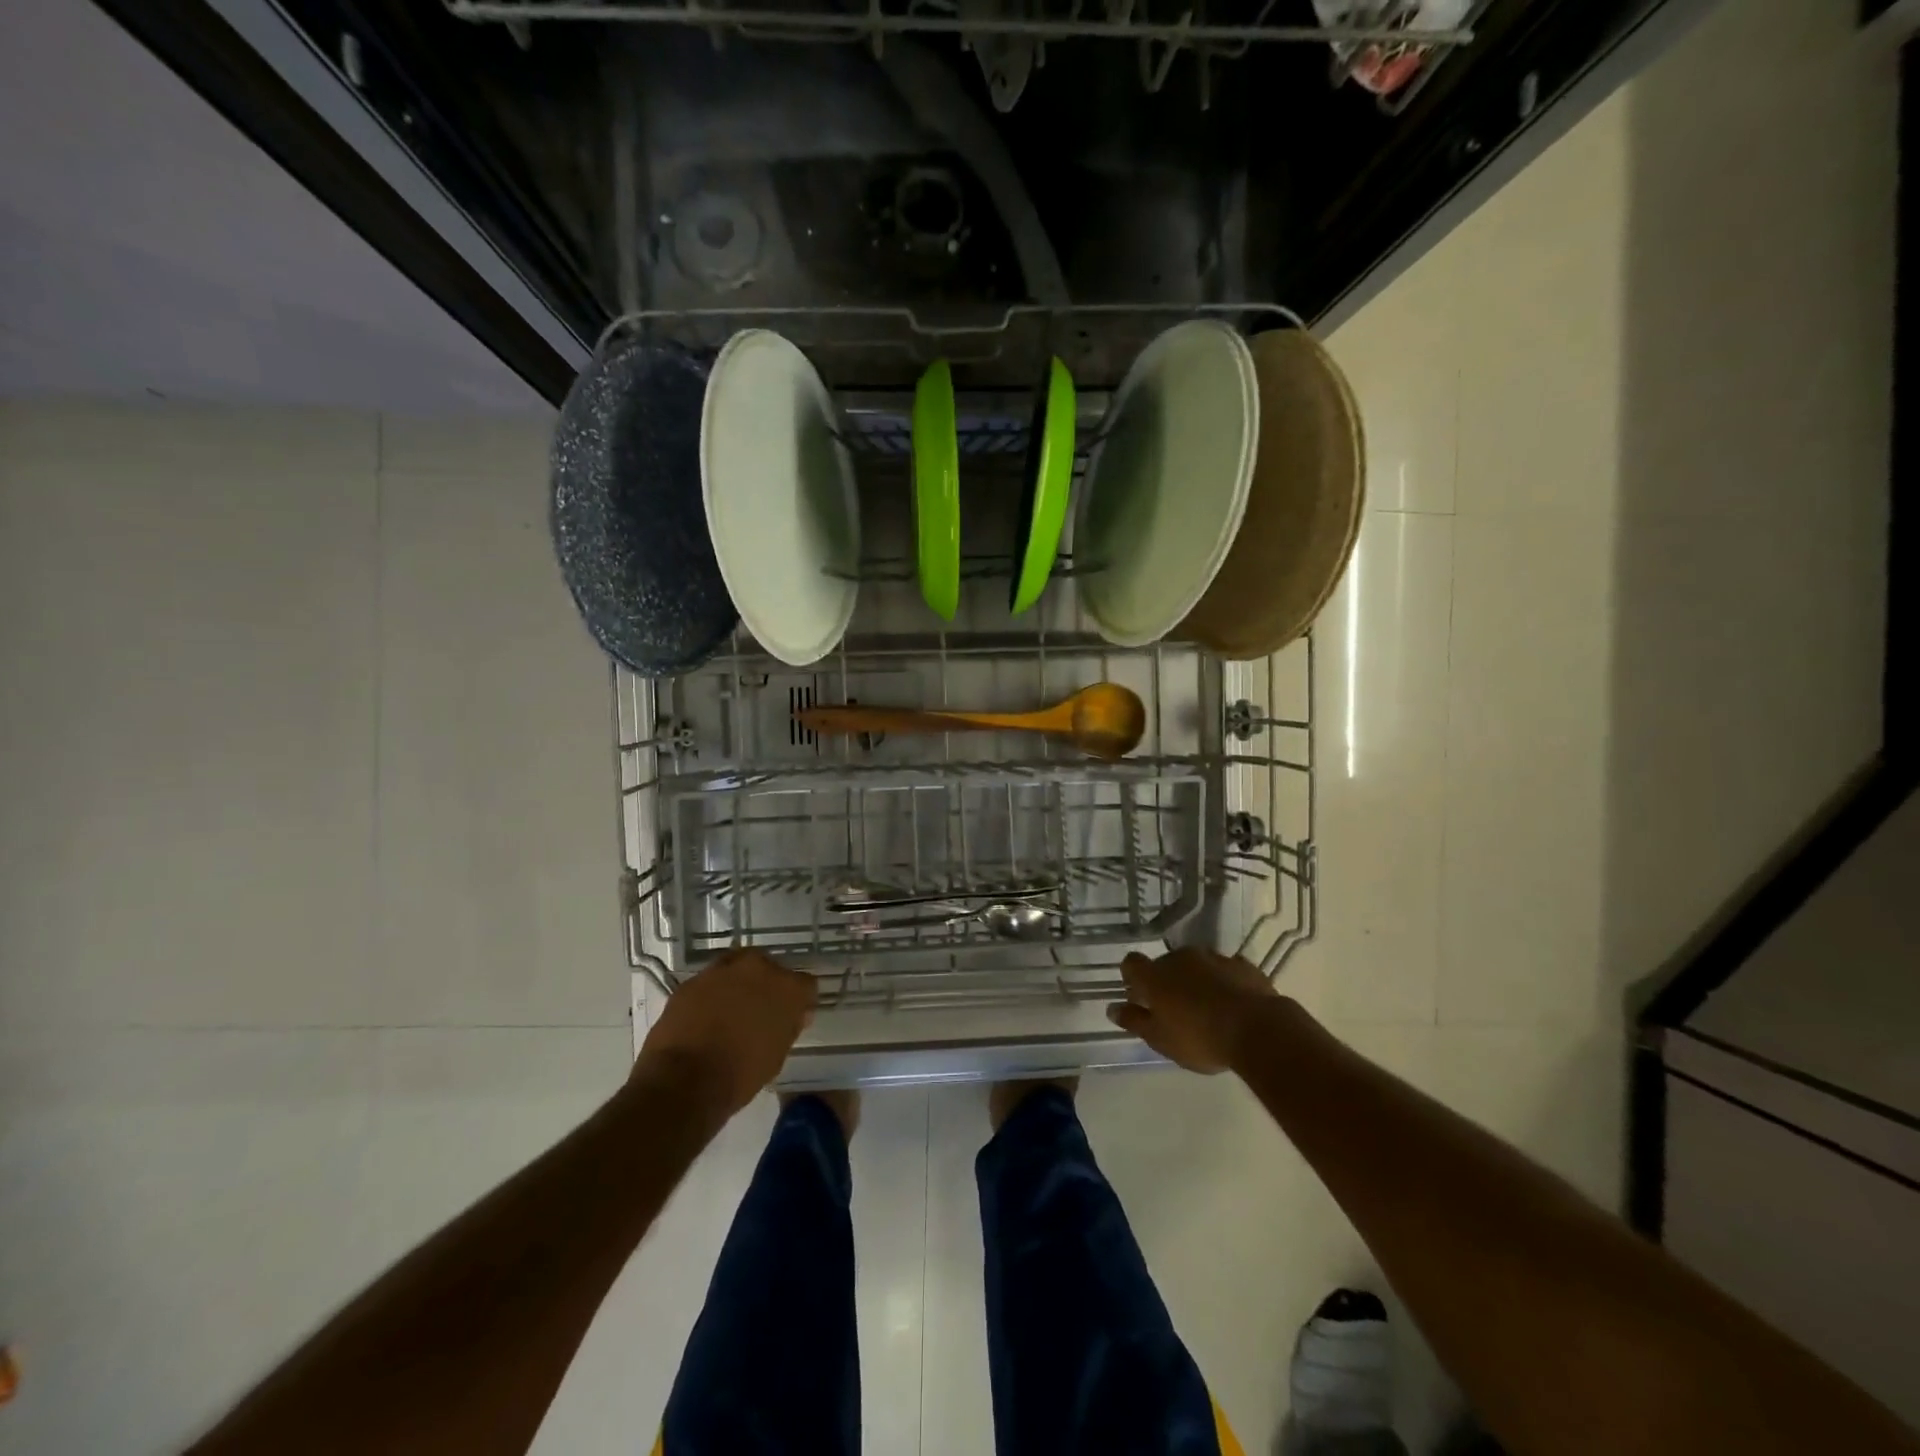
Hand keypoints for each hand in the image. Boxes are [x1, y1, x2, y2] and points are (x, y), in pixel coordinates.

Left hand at [636, 949, 816, 1117]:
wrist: (683, 1083)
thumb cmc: (740, 1075)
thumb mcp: (777, 1055)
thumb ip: (788, 1026)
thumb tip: (794, 1015)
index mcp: (787, 987)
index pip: (806, 985)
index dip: (799, 1002)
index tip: (792, 1017)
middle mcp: (758, 968)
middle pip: (769, 968)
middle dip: (766, 985)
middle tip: (758, 1011)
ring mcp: (721, 971)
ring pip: (736, 969)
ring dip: (736, 985)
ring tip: (728, 1012)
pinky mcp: (691, 981)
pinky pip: (708, 983)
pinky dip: (710, 995)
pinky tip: (704, 1018)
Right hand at [1106, 947, 1283, 1073]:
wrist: (1257, 1030)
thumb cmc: (1199, 1038)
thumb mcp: (1160, 1039)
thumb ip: (1134, 1021)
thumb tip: (1112, 1008)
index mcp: (1155, 975)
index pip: (1131, 963)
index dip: (1132, 978)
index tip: (1138, 997)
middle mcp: (1180, 958)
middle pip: (1165, 964)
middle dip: (1166, 982)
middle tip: (1174, 1010)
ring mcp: (1214, 958)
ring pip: (1197, 966)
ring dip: (1196, 981)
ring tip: (1207, 1009)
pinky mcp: (1243, 965)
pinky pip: (1226, 971)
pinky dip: (1224, 983)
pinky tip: (1232, 1004)